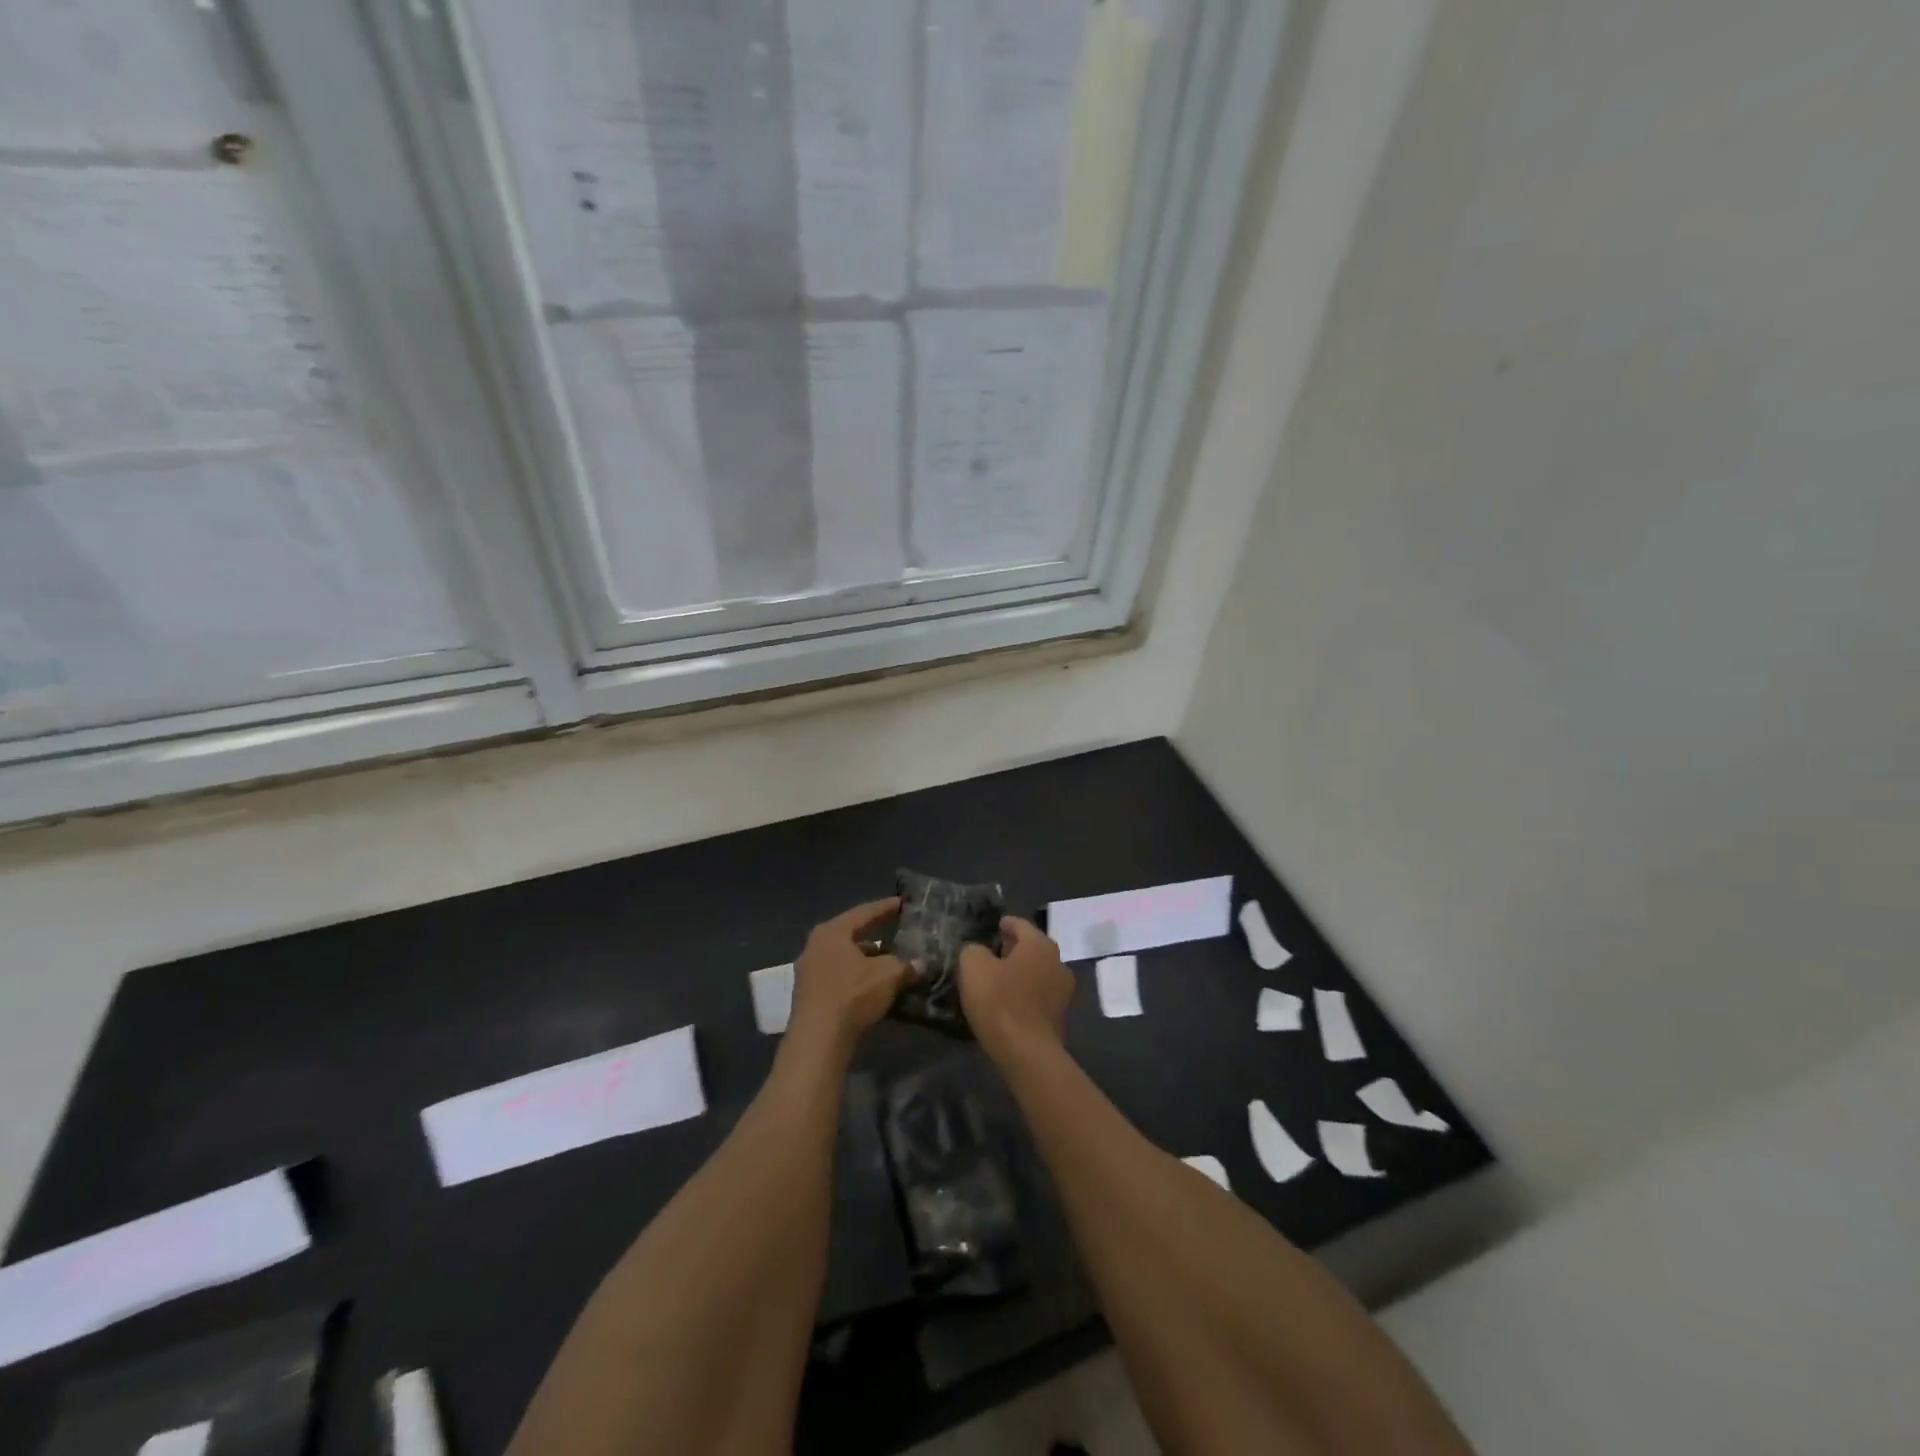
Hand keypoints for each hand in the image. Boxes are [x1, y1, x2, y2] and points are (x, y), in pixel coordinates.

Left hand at [788, 898, 910, 1050]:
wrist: (817, 1040)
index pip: (864, 912)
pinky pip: (839, 976)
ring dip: (868, 960)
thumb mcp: (888, 975)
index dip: (886, 908)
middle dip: (877, 935)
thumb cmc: (852, 995)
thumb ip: (906, 965)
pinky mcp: (810, 995)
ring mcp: (809, 971)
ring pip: (846, 958)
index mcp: (832, 932)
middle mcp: (816, 946)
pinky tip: (875, 985)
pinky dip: (858, 977)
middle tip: (897, 931)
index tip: (902, 903)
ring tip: (891, 961)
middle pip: (852, 935)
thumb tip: (921, 964)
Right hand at [959, 916, 1074, 1059]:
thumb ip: (973, 950)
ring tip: (998, 979)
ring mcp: (1063, 991)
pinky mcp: (1060, 1016)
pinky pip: (1039, 995)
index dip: (1005, 924)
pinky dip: (1026, 993)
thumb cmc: (1000, 1001)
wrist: (1027, 1053)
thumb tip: (979, 952)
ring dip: (1020, 972)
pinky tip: (1009, 1002)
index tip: (993, 926)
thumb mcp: (973, 966)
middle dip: (1013, 949)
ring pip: (1038, 972)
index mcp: (1040, 944)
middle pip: (1032, 948)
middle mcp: (1058, 962)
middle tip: (991, 953)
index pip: (1020, 924)